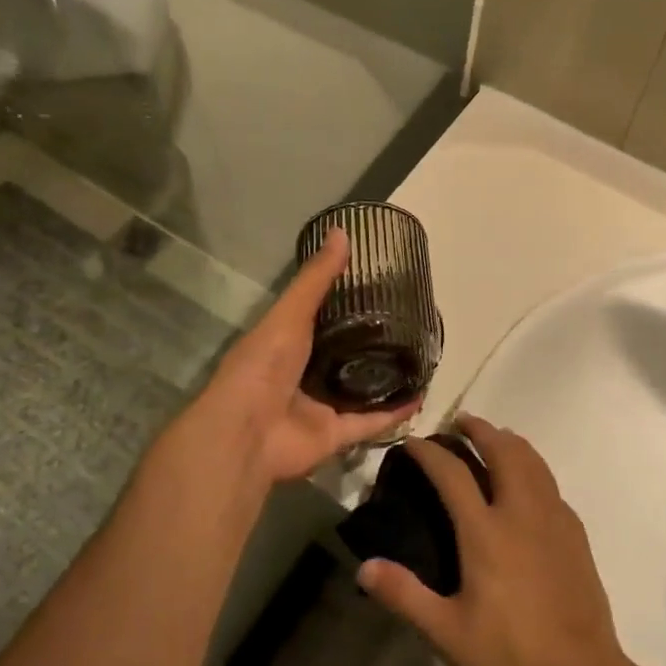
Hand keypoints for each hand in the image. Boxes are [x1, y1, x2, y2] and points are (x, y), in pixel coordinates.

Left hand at [190, 229, 419, 483]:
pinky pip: (370, 422)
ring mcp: (319, 405)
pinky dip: (394, 412)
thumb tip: (342, 232)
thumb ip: (316, 279)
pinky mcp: (335, 434)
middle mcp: (303, 373)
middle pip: (342, 354)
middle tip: (406, 321)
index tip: (377, 285)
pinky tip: (420, 396)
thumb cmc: (263, 365)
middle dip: (370, 341)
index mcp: (286, 342)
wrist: (246, 433)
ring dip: (385, 377)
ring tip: (418, 356)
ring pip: (359, 389)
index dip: (344, 303)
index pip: (318, 317)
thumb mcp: (290, 314)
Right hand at [357, 417, 640, 665]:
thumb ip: (404, 595)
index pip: (452, 473)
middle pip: (501, 450)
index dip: (429, 451)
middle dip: (478, 429)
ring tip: (493, 437)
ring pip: (531, 459)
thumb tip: (364, 567)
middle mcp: (520, 512)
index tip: (412, 441)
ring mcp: (552, 518)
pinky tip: (527, 482)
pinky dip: (532, 466)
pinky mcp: (574, 532)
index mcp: (485, 530)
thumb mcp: (447, 632)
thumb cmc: (510, 653)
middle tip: (459, 422)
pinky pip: (549, 482)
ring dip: (508, 440)